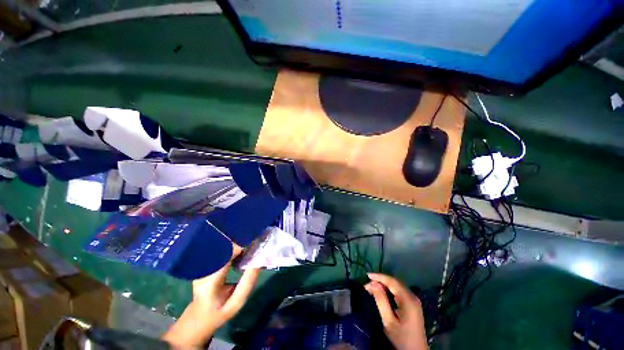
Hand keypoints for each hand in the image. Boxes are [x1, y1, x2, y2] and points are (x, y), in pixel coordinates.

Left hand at [163, 245, 259, 347]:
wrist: (196, 319)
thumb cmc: (217, 314)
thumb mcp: (235, 304)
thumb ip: (247, 283)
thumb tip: (258, 261)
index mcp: (210, 280)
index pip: (225, 254)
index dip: (240, 245)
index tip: (255, 241)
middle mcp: (203, 268)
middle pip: (222, 246)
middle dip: (239, 240)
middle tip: (255, 238)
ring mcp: (201, 264)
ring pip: (220, 245)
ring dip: (236, 241)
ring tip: (250, 241)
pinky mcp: (204, 262)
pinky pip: (220, 249)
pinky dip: (232, 246)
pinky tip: (241, 248)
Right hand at [364, 273, 427, 349]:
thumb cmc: (401, 338)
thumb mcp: (389, 321)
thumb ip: (381, 300)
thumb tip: (372, 283)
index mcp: (408, 299)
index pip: (392, 281)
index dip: (379, 276)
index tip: (367, 275)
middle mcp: (412, 296)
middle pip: (395, 282)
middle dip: (381, 280)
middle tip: (368, 283)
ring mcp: (414, 300)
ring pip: (397, 286)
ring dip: (384, 284)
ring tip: (372, 286)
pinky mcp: (413, 304)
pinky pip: (399, 291)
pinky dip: (389, 289)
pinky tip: (382, 292)